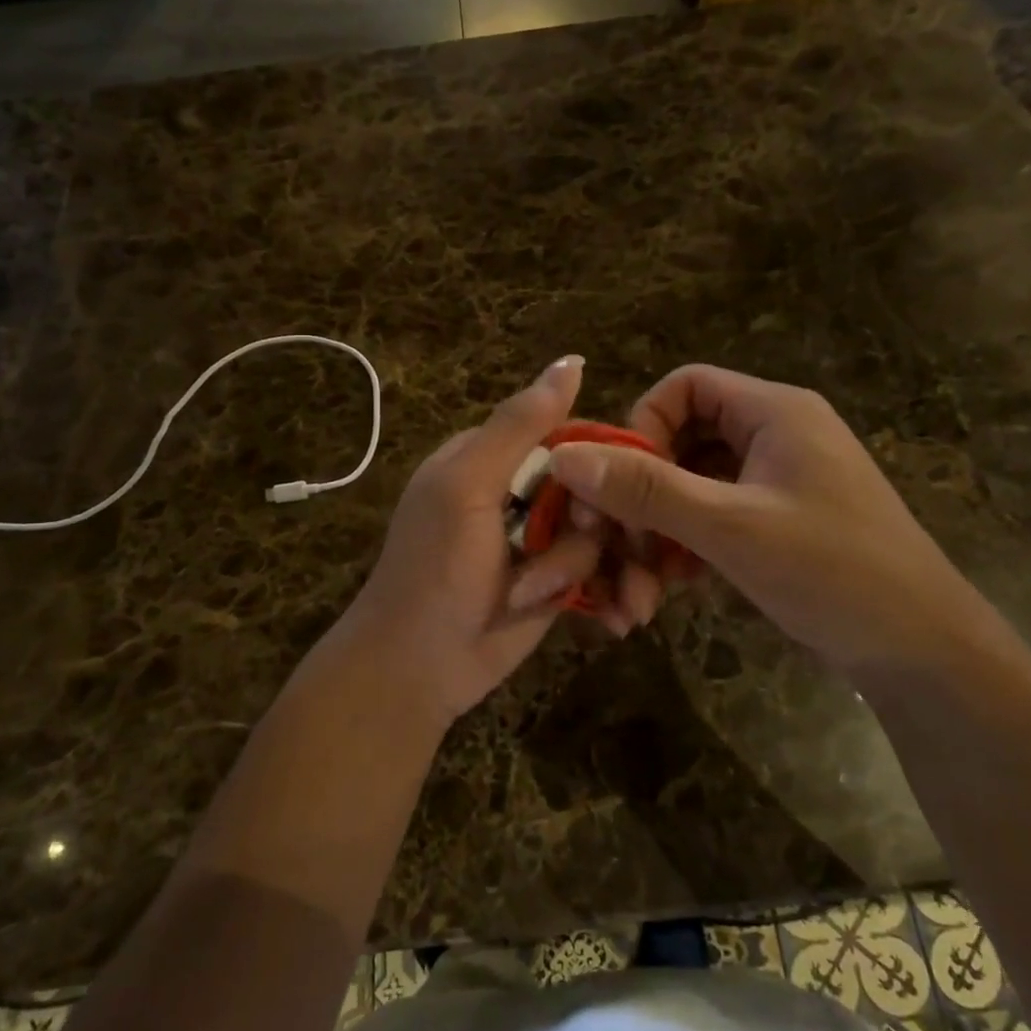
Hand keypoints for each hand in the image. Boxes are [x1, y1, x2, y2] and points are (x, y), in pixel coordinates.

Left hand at [332, 356, 606, 728]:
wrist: (416, 669)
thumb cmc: (434, 569)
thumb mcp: (469, 486)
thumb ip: (519, 425)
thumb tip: (572, 360)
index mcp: (494, 458)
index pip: (570, 436)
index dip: (601, 462)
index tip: (608, 497)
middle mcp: (521, 494)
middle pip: (595, 489)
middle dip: (600, 531)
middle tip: (569, 566)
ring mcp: (540, 541)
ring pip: (603, 536)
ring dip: (599, 571)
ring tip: (582, 603)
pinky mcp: (556, 583)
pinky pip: (602, 573)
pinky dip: (611, 594)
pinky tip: (615, 617)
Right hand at [548, 365, 1011, 681]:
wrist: (923, 652)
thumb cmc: (832, 572)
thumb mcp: (730, 529)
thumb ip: (647, 490)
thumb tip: (565, 456)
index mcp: (774, 412)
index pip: (684, 386)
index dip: (641, 427)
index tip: (619, 485)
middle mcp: (776, 434)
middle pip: (683, 439)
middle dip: (644, 494)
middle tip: (619, 546)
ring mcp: (779, 480)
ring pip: (695, 486)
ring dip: (661, 530)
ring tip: (642, 586)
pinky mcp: (779, 521)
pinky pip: (715, 516)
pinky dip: (688, 546)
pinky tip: (674, 588)